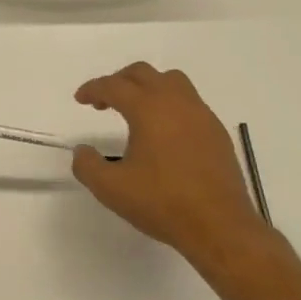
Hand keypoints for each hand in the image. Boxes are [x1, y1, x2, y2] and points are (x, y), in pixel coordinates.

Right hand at [71, 63, 272, 270]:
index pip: (114, 85)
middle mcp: (177, 103)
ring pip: (172, 82)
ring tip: (136, 111)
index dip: (93, 88)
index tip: (80, 99)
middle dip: (119, 81)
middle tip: (104, 102)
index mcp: (149, 109)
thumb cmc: (162, 203)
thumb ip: (87, 165)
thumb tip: (82, 151)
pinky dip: (170, 105)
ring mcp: (202, 115)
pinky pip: (190, 103)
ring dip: (148, 88)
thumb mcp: (111, 188)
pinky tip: (164, 134)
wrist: (219, 226)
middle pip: (144, 73)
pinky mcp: (217, 132)